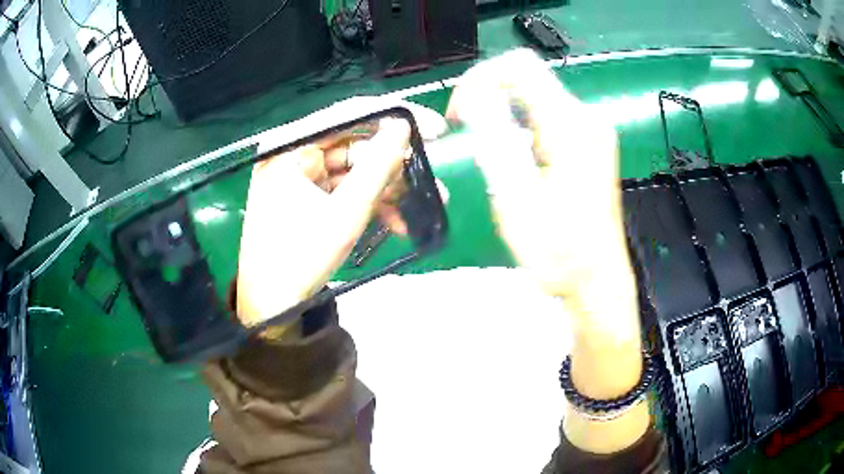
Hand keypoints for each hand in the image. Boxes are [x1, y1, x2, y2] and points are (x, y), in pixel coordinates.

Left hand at [236, 102, 411, 329]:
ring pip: (355, 169)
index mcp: (290, 147)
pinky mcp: (307, 194)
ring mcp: (300, 174)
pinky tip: (397, 221)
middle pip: (355, 144)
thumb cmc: (299, 259)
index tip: (435, 129)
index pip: (349, 115)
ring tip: (424, 203)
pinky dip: (370, 201)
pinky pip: (345, 188)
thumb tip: (404, 127)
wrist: (271, 305)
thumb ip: (377, 168)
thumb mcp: (344, 214)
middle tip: (432, 173)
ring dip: (388, 187)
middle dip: (396, 164)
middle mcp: (293, 152)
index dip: (397, 117)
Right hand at [446, 48, 633, 319]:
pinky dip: (519, 125)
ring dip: (502, 112)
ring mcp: (590, 132)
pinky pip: (546, 117)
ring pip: (535, 96)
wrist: (596, 280)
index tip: (461, 112)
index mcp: (571, 125)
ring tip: (487, 147)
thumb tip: (476, 95)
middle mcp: (586, 119)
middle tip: (467, 129)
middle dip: (489, 94)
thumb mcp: (518, 197)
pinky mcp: (589, 145)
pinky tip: (513, 156)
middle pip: (528, 77)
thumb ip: (495, 139)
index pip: (519, 66)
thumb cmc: (558, 250)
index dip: (481, 78)